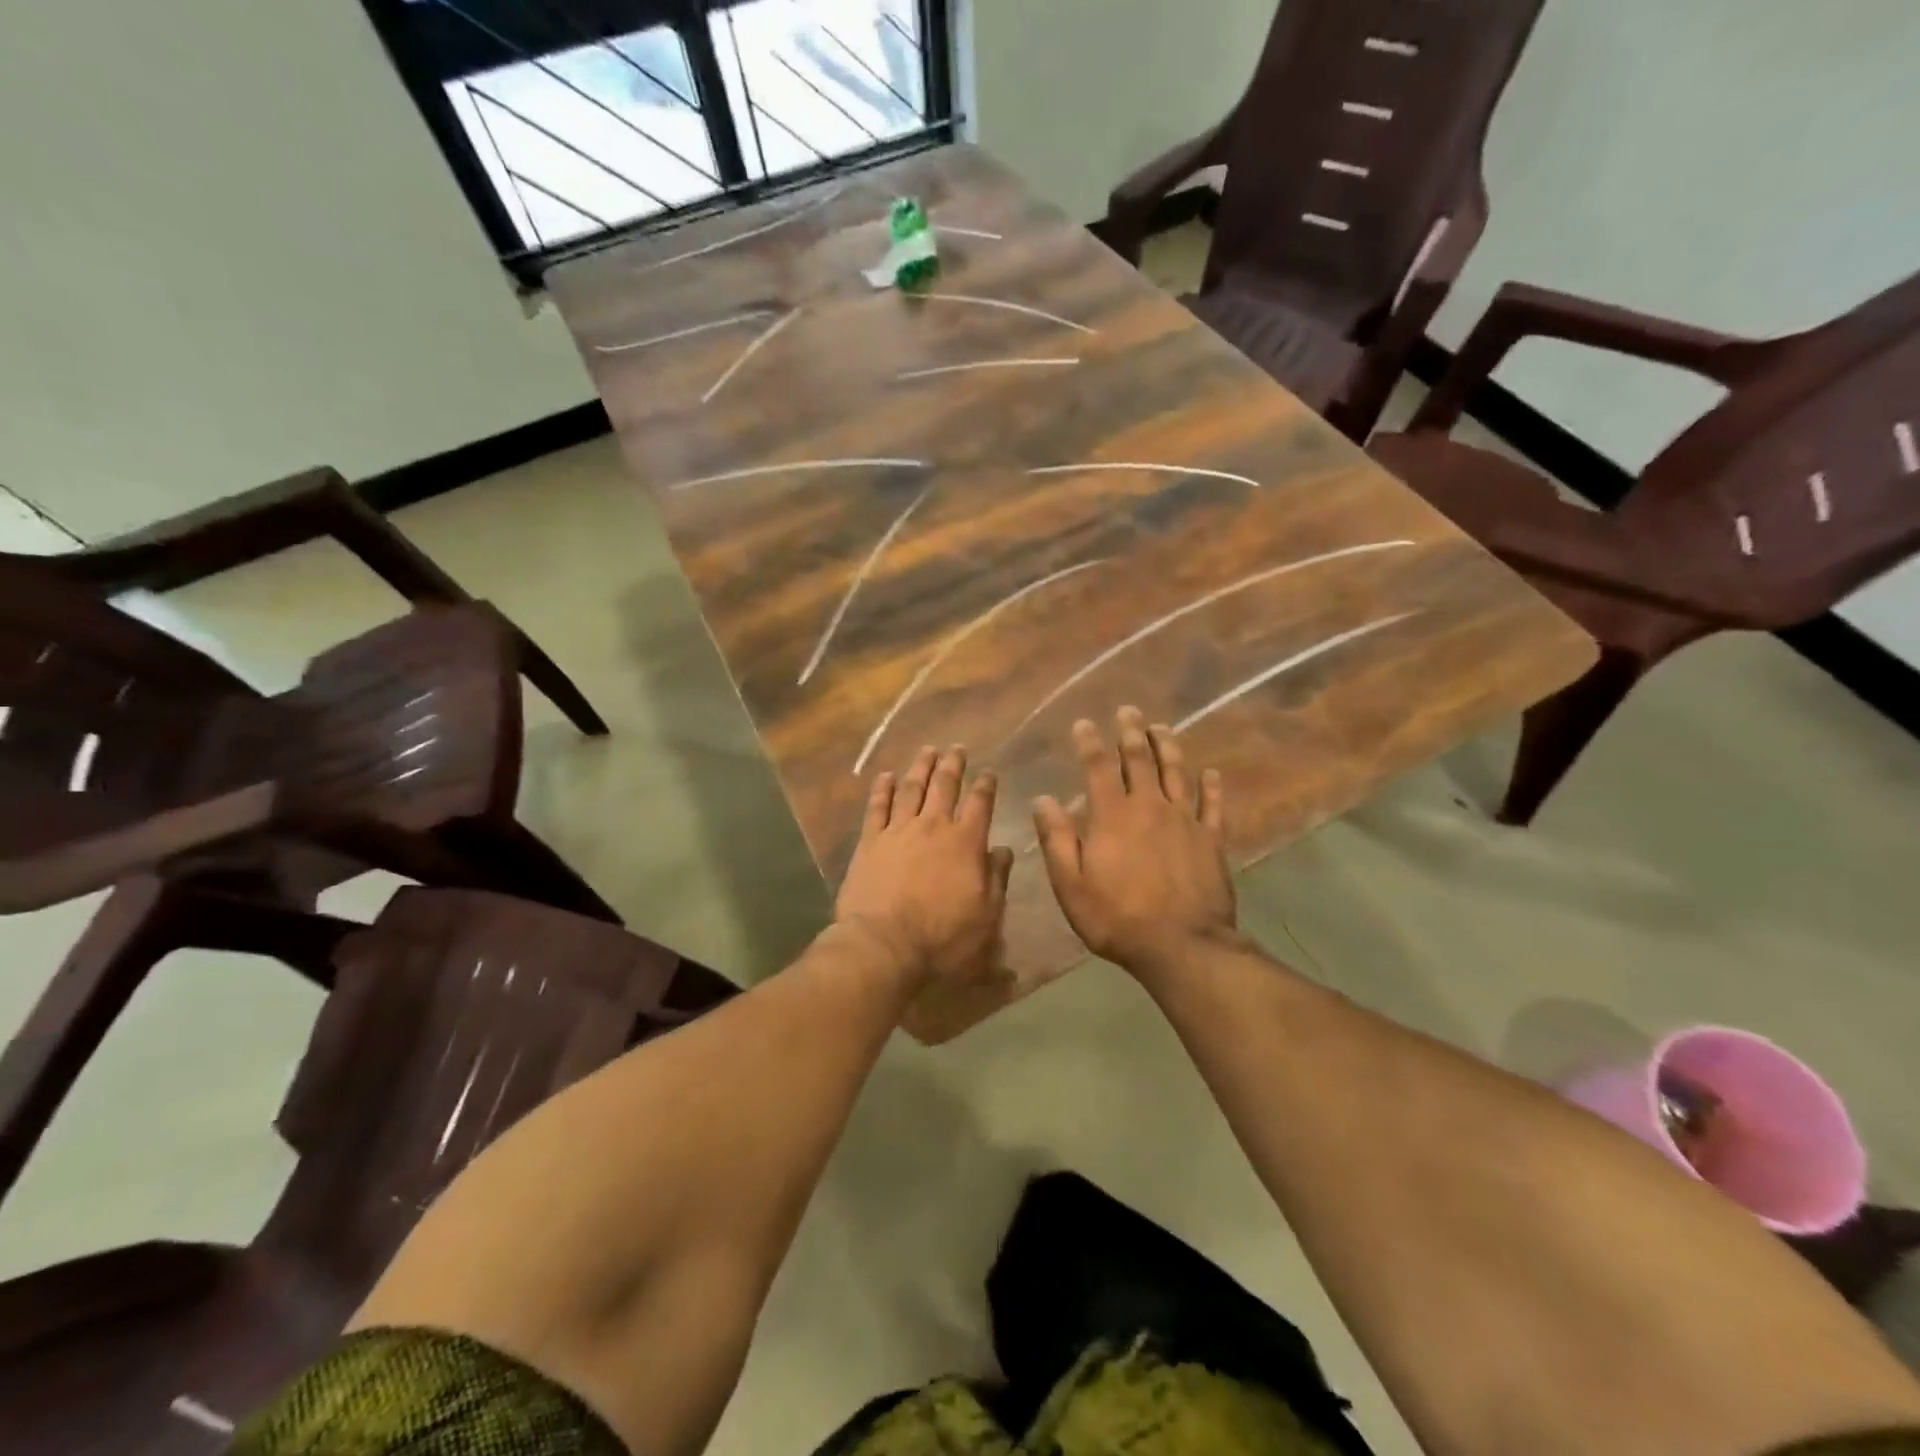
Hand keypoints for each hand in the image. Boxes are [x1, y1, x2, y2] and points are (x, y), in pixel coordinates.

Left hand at [836, 745, 1014, 989]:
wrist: (884, 945)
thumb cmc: (943, 937)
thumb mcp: (987, 916)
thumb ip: (997, 878)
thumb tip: (1002, 850)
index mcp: (966, 842)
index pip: (980, 803)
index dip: (986, 785)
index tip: (989, 772)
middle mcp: (933, 827)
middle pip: (944, 786)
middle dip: (953, 765)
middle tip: (957, 748)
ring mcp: (898, 831)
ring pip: (912, 788)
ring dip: (921, 767)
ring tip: (928, 750)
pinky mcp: (870, 842)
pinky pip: (877, 807)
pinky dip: (882, 788)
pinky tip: (886, 775)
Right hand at [1032, 707, 1236, 976]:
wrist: (1181, 946)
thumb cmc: (1117, 918)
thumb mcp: (1071, 884)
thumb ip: (1057, 839)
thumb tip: (1043, 800)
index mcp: (1112, 815)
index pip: (1097, 767)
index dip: (1089, 742)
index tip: (1084, 722)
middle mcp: (1149, 806)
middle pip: (1140, 759)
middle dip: (1131, 732)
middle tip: (1129, 710)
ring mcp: (1185, 820)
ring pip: (1176, 772)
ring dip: (1168, 746)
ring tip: (1162, 727)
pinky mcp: (1211, 839)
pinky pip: (1213, 805)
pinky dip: (1212, 786)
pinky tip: (1211, 773)